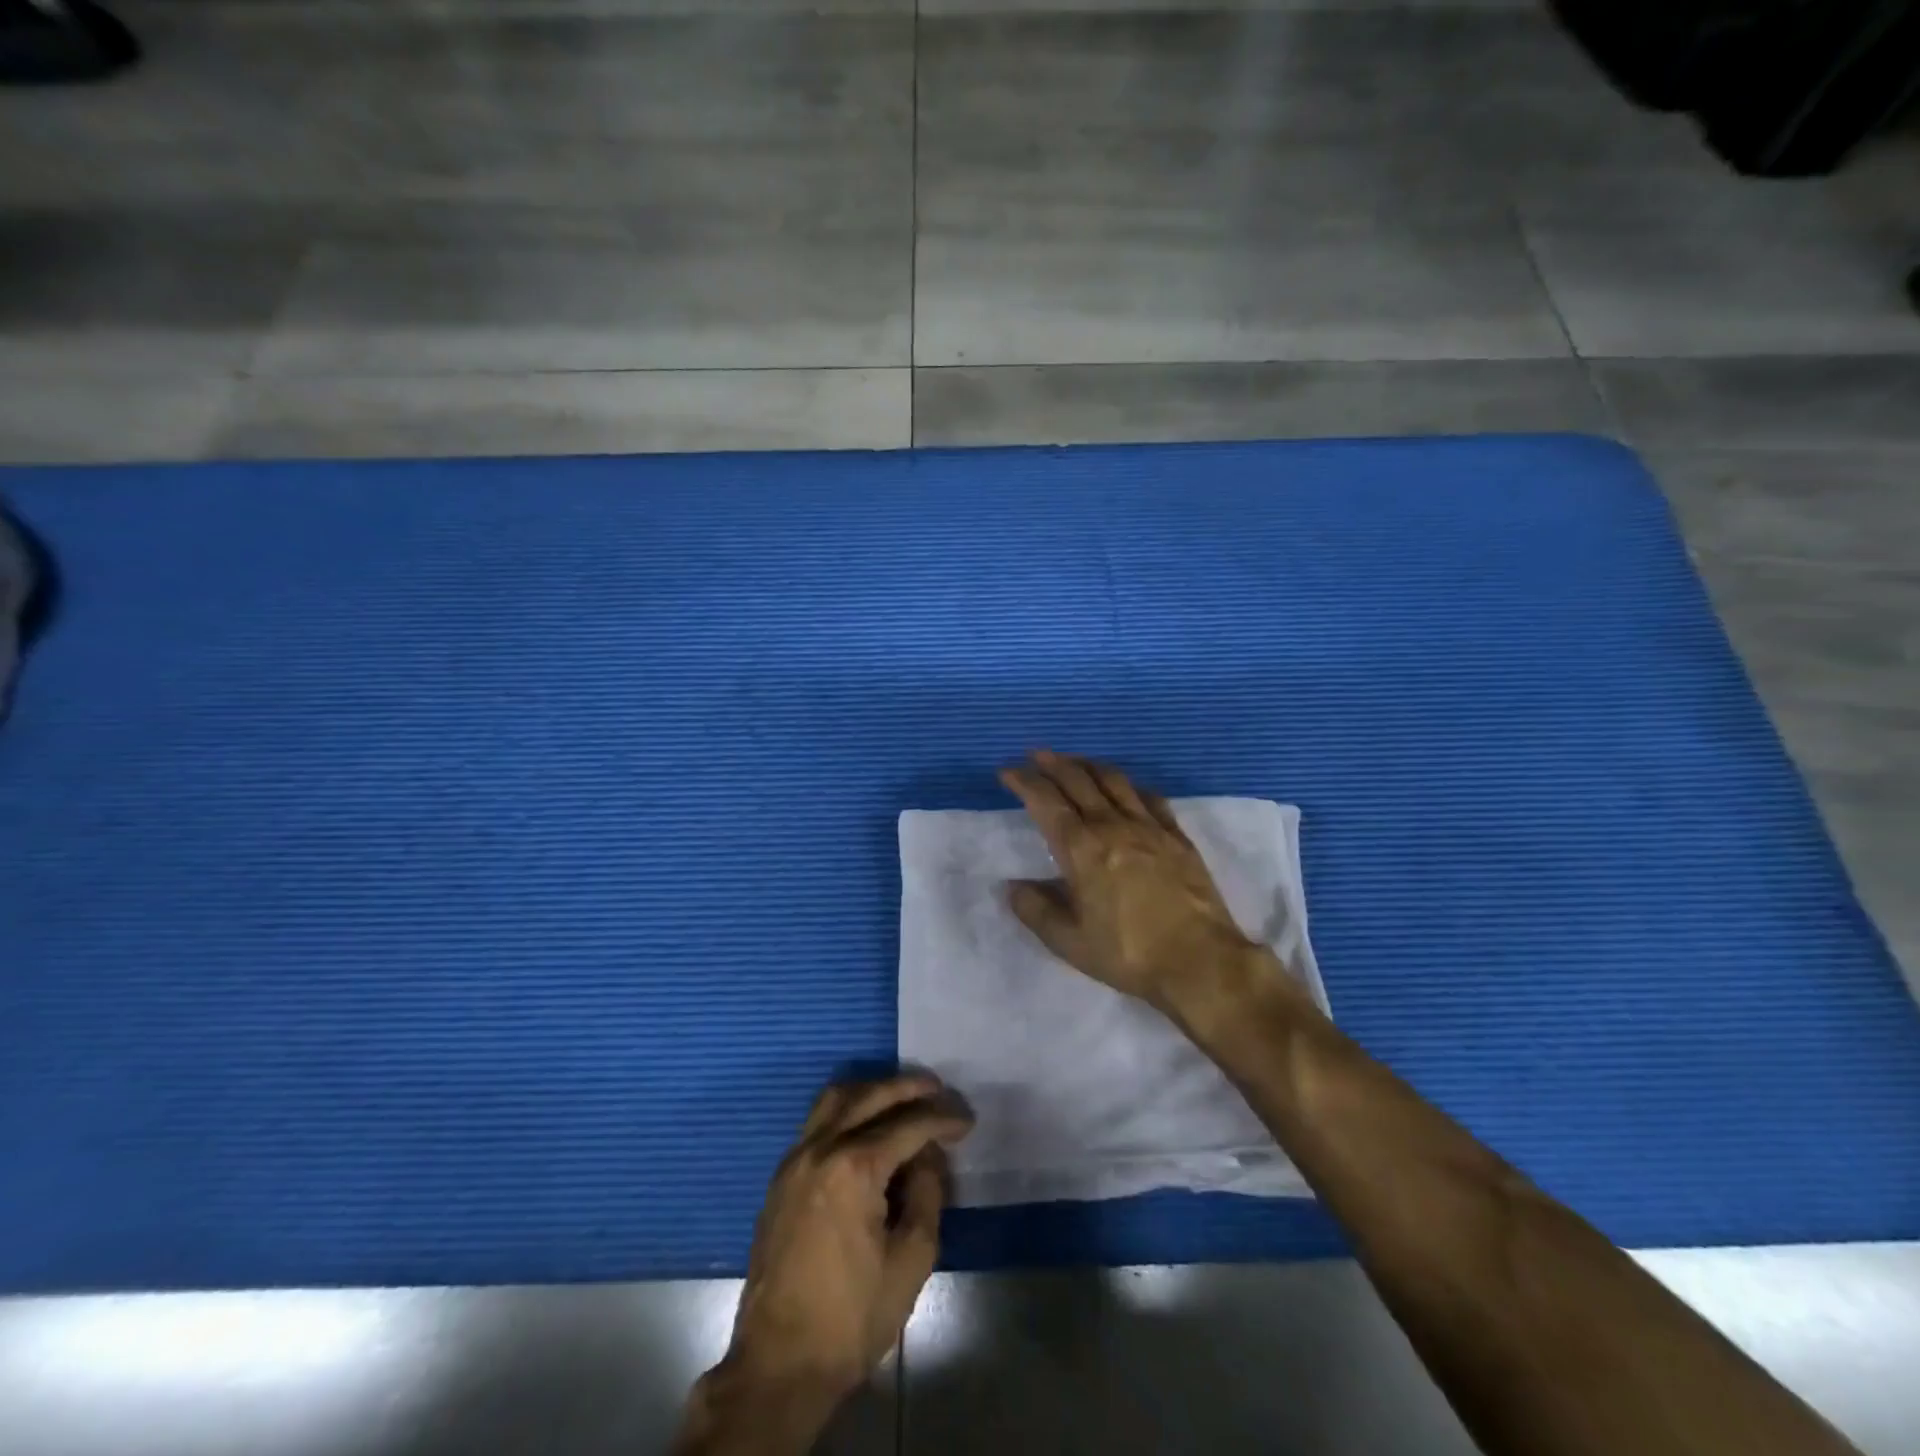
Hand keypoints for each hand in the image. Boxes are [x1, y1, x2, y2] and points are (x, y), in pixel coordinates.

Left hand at [721, 1074, 971, 1415]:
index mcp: (853, 1167)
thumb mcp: (911, 1260)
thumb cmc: (852, 1317)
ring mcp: (795, 1160)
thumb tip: (927, 1156)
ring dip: (872, 1091)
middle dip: (909, 1088)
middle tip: (939, 1090)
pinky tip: (867, 1126)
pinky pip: (817, 1122)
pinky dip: (847, 1110)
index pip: (908, 1125)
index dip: (942, 1119)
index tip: (966, 1121)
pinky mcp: (781, 1177)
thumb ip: (926, 1194)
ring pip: (836, 1099)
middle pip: (870, 1096)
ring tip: (902, 1097)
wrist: (779, 1364)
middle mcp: (820, 1148)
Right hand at [999, 750, 1284, 1014]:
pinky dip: (1129, 785)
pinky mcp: (1177, 836)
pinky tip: (1126, 787)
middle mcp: (1112, 826)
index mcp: (1081, 849)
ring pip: (1113, 781)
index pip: (1045, 801)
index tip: (1008, 772)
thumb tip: (1014, 886)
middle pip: (1078, 780)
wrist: (1201, 961)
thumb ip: (1036, 911)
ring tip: (1075, 761)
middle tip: (1035, 755)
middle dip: (1052, 763)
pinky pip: (1149, 797)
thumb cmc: (1128, 954)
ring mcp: (1149, 827)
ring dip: (1088, 765)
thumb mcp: (1070, 943)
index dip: (1024, 781)